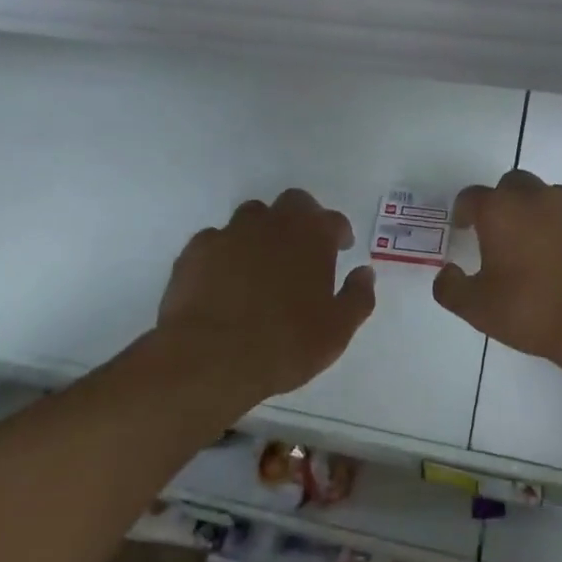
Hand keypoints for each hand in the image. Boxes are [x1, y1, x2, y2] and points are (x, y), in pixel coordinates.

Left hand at [156, 188, 375, 406]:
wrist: (211, 358)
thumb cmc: (285, 344)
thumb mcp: (337, 331)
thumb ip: (357, 297)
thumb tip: (365, 273)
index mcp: (312, 236)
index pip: (334, 220)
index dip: (339, 233)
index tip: (340, 248)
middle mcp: (273, 223)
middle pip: (293, 202)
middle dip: (302, 218)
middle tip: (303, 248)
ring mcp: (231, 232)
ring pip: (251, 216)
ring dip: (262, 231)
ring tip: (262, 261)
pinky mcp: (196, 250)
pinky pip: (216, 240)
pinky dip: (225, 252)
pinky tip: (224, 277)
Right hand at [432, 169, 561, 368]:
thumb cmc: (533, 311)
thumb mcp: (477, 309)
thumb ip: (451, 288)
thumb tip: (446, 273)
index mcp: (500, 211)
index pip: (471, 196)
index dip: (464, 211)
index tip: (464, 228)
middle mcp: (538, 197)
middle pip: (513, 184)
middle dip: (504, 201)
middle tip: (503, 232)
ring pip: (551, 197)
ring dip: (541, 213)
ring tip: (542, 247)